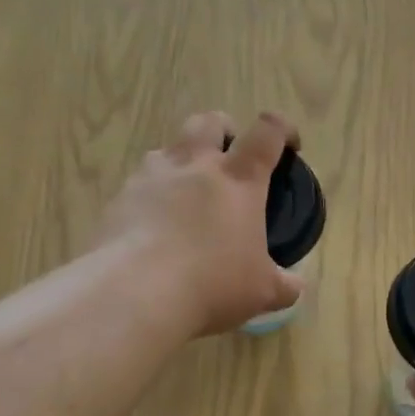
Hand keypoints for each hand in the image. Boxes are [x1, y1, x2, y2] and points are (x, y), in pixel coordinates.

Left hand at [97, 110, 303, 336]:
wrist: (135, 293)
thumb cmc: (212, 285)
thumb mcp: (262, 293)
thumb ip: (284, 285)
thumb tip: (294, 286)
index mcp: (239, 180)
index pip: (267, 133)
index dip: (282, 129)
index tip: (289, 144)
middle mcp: (195, 166)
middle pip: (209, 122)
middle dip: (224, 130)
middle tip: (229, 157)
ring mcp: (152, 177)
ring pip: (168, 148)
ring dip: (182, 160)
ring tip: (187, 193)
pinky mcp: (120, 198)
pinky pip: (139, 183)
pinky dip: (152, 194)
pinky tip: (154, 226)